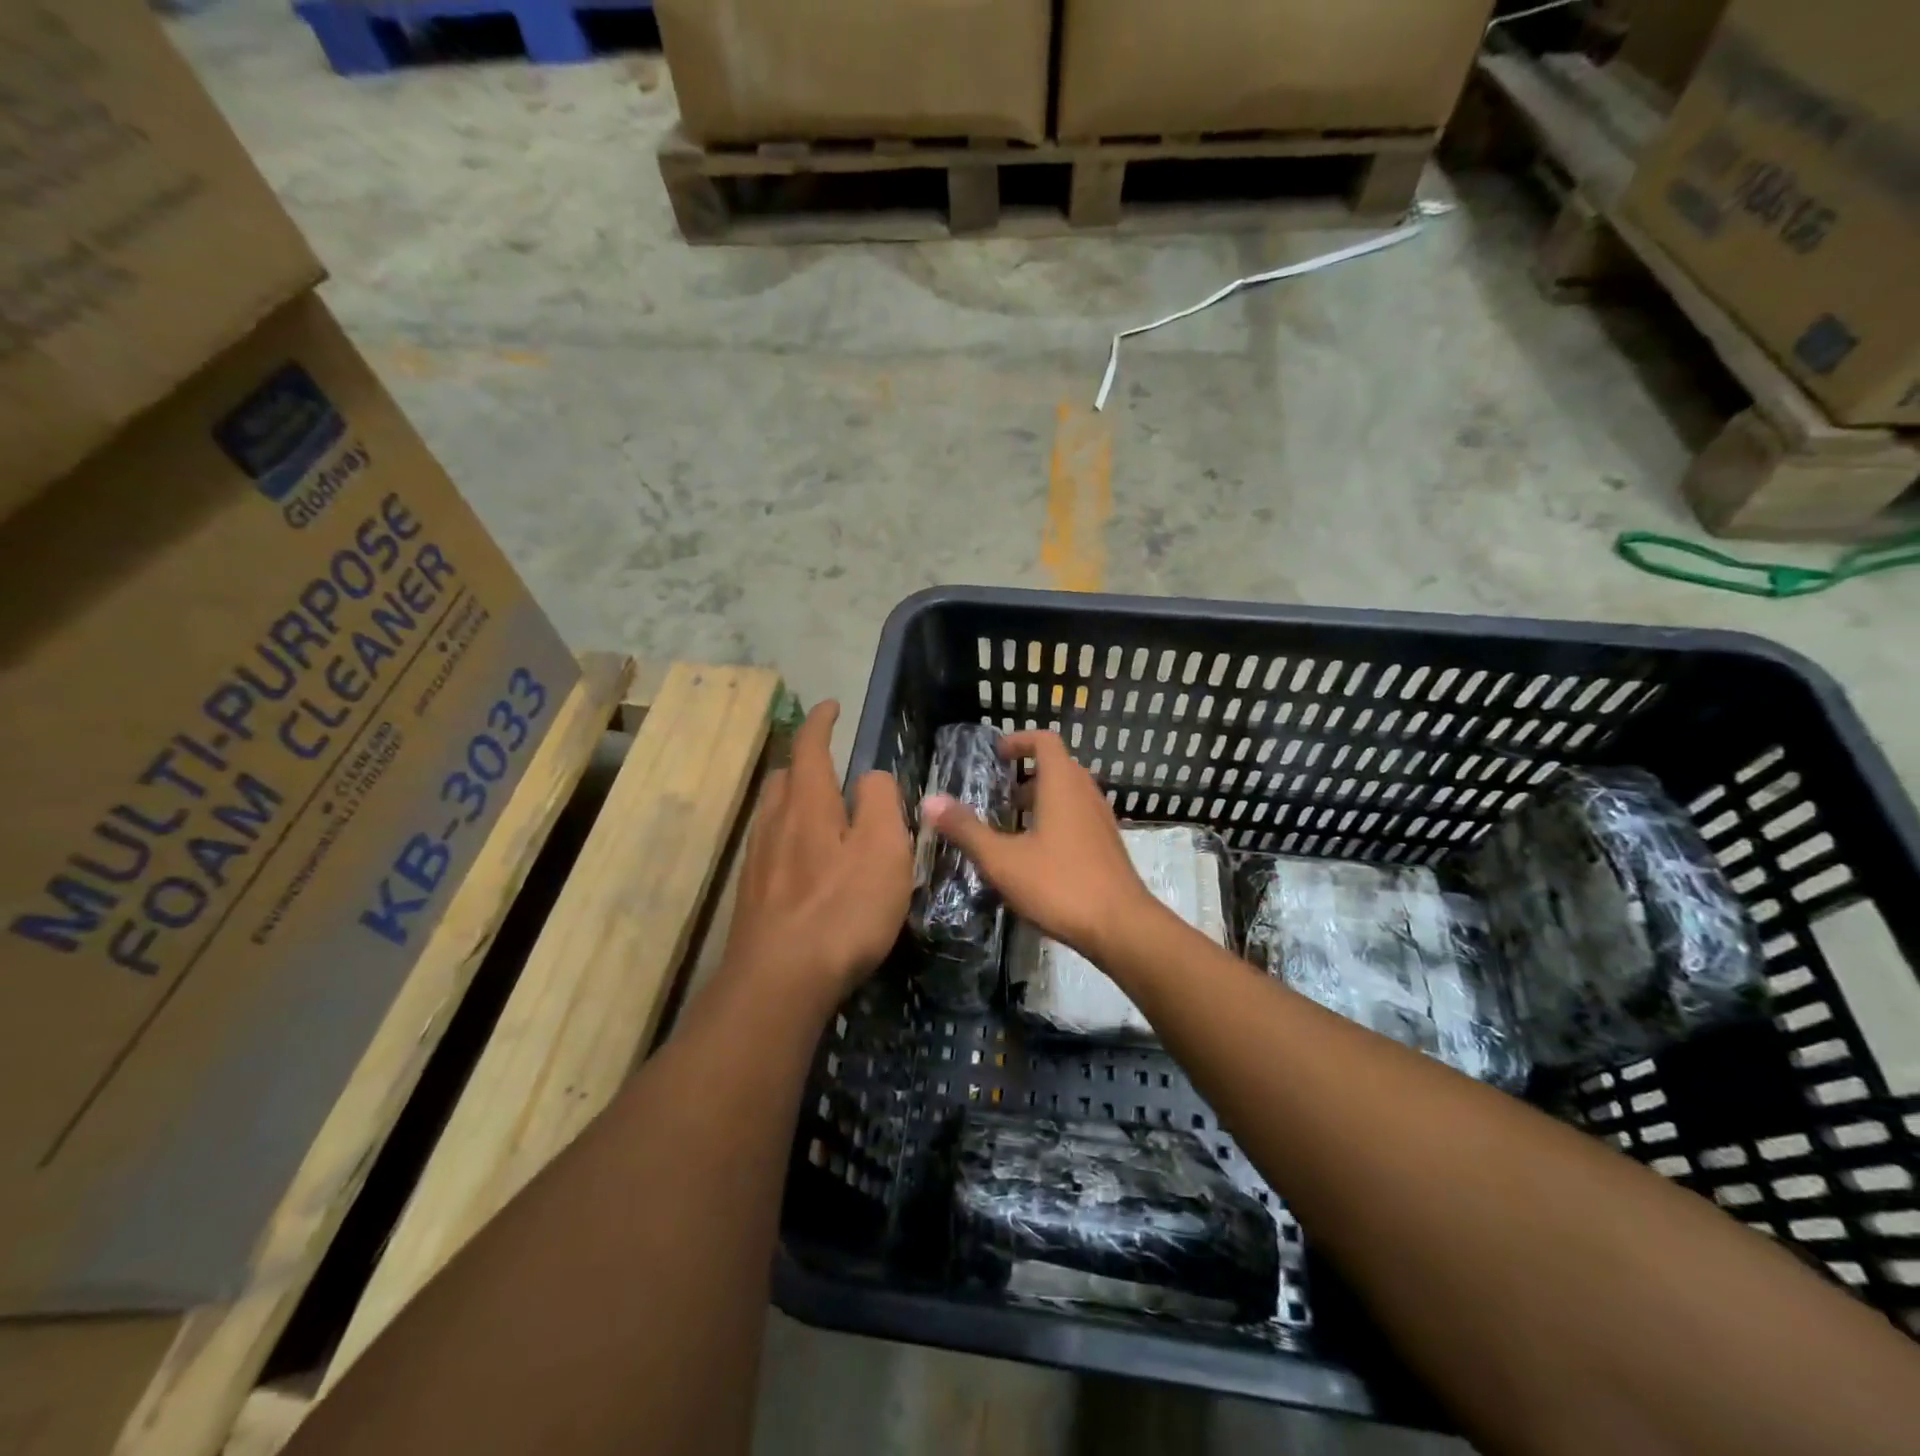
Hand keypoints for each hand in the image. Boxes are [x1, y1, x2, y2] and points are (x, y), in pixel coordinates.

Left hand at [724, 701, 911, 1005]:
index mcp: (807, 804)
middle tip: (832, 768)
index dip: (820, 722)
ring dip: (796, 801)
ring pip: (773, 813)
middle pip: (784, 778)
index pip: (809, 747)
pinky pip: (770, 847)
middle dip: (805, 762)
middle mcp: (774, 823)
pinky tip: (808, 865)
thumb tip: (869, 776)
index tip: (830, 706)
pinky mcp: (753, 896)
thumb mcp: (884, 850)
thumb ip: (881, 802)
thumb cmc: (842, 910)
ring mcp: (757, 861)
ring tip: (824, 814)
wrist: (779, 983)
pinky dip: (790, 837)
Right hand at [921, 730, 1152, 963]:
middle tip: (999, 794)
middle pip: (1058, 767)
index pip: (1045, 742)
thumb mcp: (1002, 859)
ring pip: (1070, 794)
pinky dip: (1056, 820)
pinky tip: (1037, 855)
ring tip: (1013, 824)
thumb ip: (966, 829)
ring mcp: (1101, 821)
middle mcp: (1086, 794)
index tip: (996, 755)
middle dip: (1027, 773)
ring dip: (1042, 799)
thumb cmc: (1059, 884)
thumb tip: (930, 801)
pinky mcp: (1108, 846)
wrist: (1121, 927)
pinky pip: (1079, 817)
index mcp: (1062, 785)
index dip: (1019, 741)